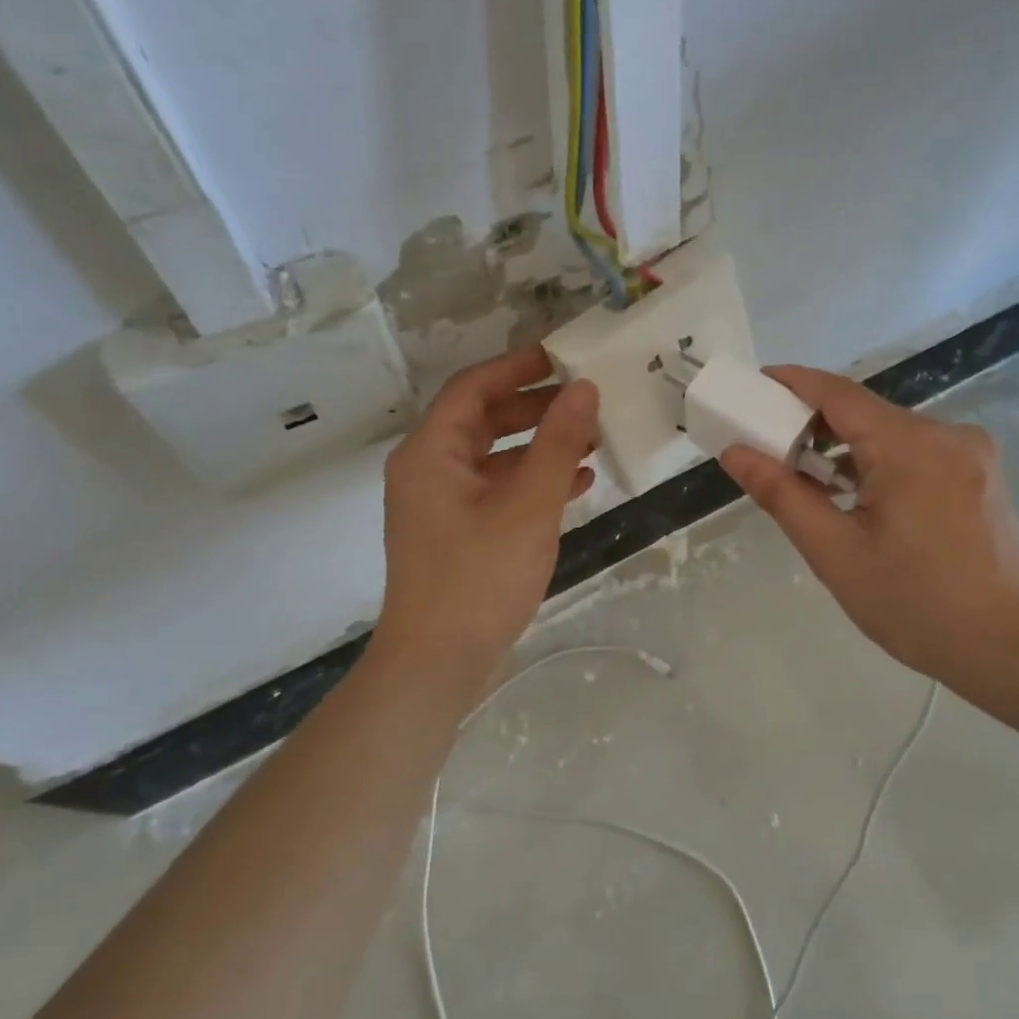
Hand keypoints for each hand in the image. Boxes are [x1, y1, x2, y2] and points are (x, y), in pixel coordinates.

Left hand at [373, 346, 597, 688]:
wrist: (438, 662)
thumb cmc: (480, 578)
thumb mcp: (528, 506)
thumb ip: (557, 444)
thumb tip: (583, 388)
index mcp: (431, 452)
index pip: (473, 388)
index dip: (518, 367)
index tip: (564, 356)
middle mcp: (428, 470)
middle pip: (483, 420)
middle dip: (535, 407)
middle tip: (585, 398)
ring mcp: (440, 504)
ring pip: (493, 457)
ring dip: (539, 446)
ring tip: (591, 439)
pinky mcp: (456, 534)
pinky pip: (495, 491)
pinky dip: (531, 482)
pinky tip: (575, 485)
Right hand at [719, 366, 1018, 684]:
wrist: (1011, 648)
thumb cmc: (916, 605)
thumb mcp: (835, 552)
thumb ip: (781, 494)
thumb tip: (736, 452)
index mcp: (910, 446)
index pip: (838, 393)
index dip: (791, 383)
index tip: (752, 386)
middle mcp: (946, 434)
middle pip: (865, 413)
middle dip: (813, 424)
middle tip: (767, 447)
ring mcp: (970, 453)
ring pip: (891, 435)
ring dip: (846, 450)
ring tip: (806, 482)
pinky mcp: (979, 475)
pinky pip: (916, 454)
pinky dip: (878, 465)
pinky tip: (857, 499)